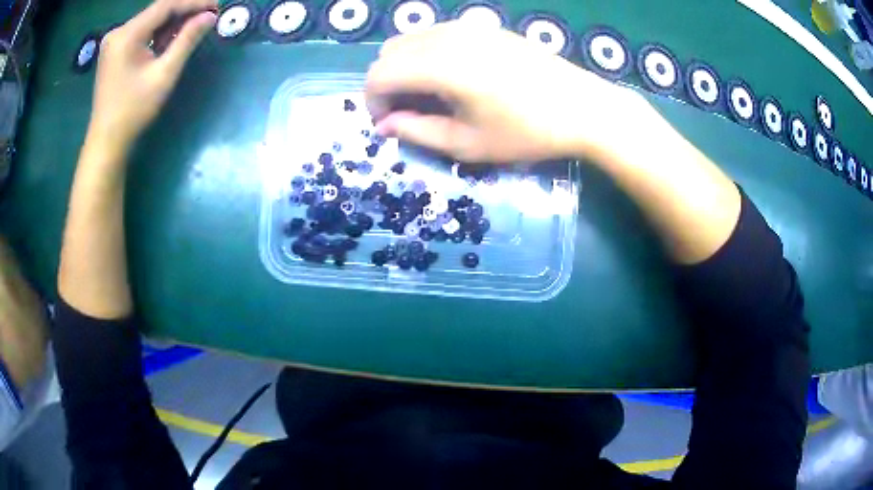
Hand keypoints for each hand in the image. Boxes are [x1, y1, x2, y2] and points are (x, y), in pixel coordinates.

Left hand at [86, 0, 217, 156]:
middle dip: (183, 12)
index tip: (216, 6)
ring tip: (191, 31)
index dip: (193, 3)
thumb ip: (187, 40)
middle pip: (156, 11)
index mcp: (127, 34)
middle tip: (207, 18)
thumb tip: (210, 16)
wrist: (106, 141)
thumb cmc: (134, 110)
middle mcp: (118, 32)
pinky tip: (169, 42)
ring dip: (170, 24)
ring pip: (149, 21)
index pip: (165, 5)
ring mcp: (113, 42)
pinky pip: (140, 33)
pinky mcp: (113, 51)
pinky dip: (156, 34)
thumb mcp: (164, 74)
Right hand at [366, 21, 650, 163]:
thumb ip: (417, 131)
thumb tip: (384, 125)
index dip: (373, 101)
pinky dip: (426, 54)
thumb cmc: (527, 132)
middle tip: (407, 111)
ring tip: (428, 96)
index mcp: (440, 66)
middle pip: (389, 52)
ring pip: (410, 39)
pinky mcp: (483, 27)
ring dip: (405, 67)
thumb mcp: (467, 144)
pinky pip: (436, 34)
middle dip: (386, 83)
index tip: (388, 123)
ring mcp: (467, 27)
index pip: (379, 74)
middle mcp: (446, 37)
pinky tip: (451, 77)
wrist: (582, 107)